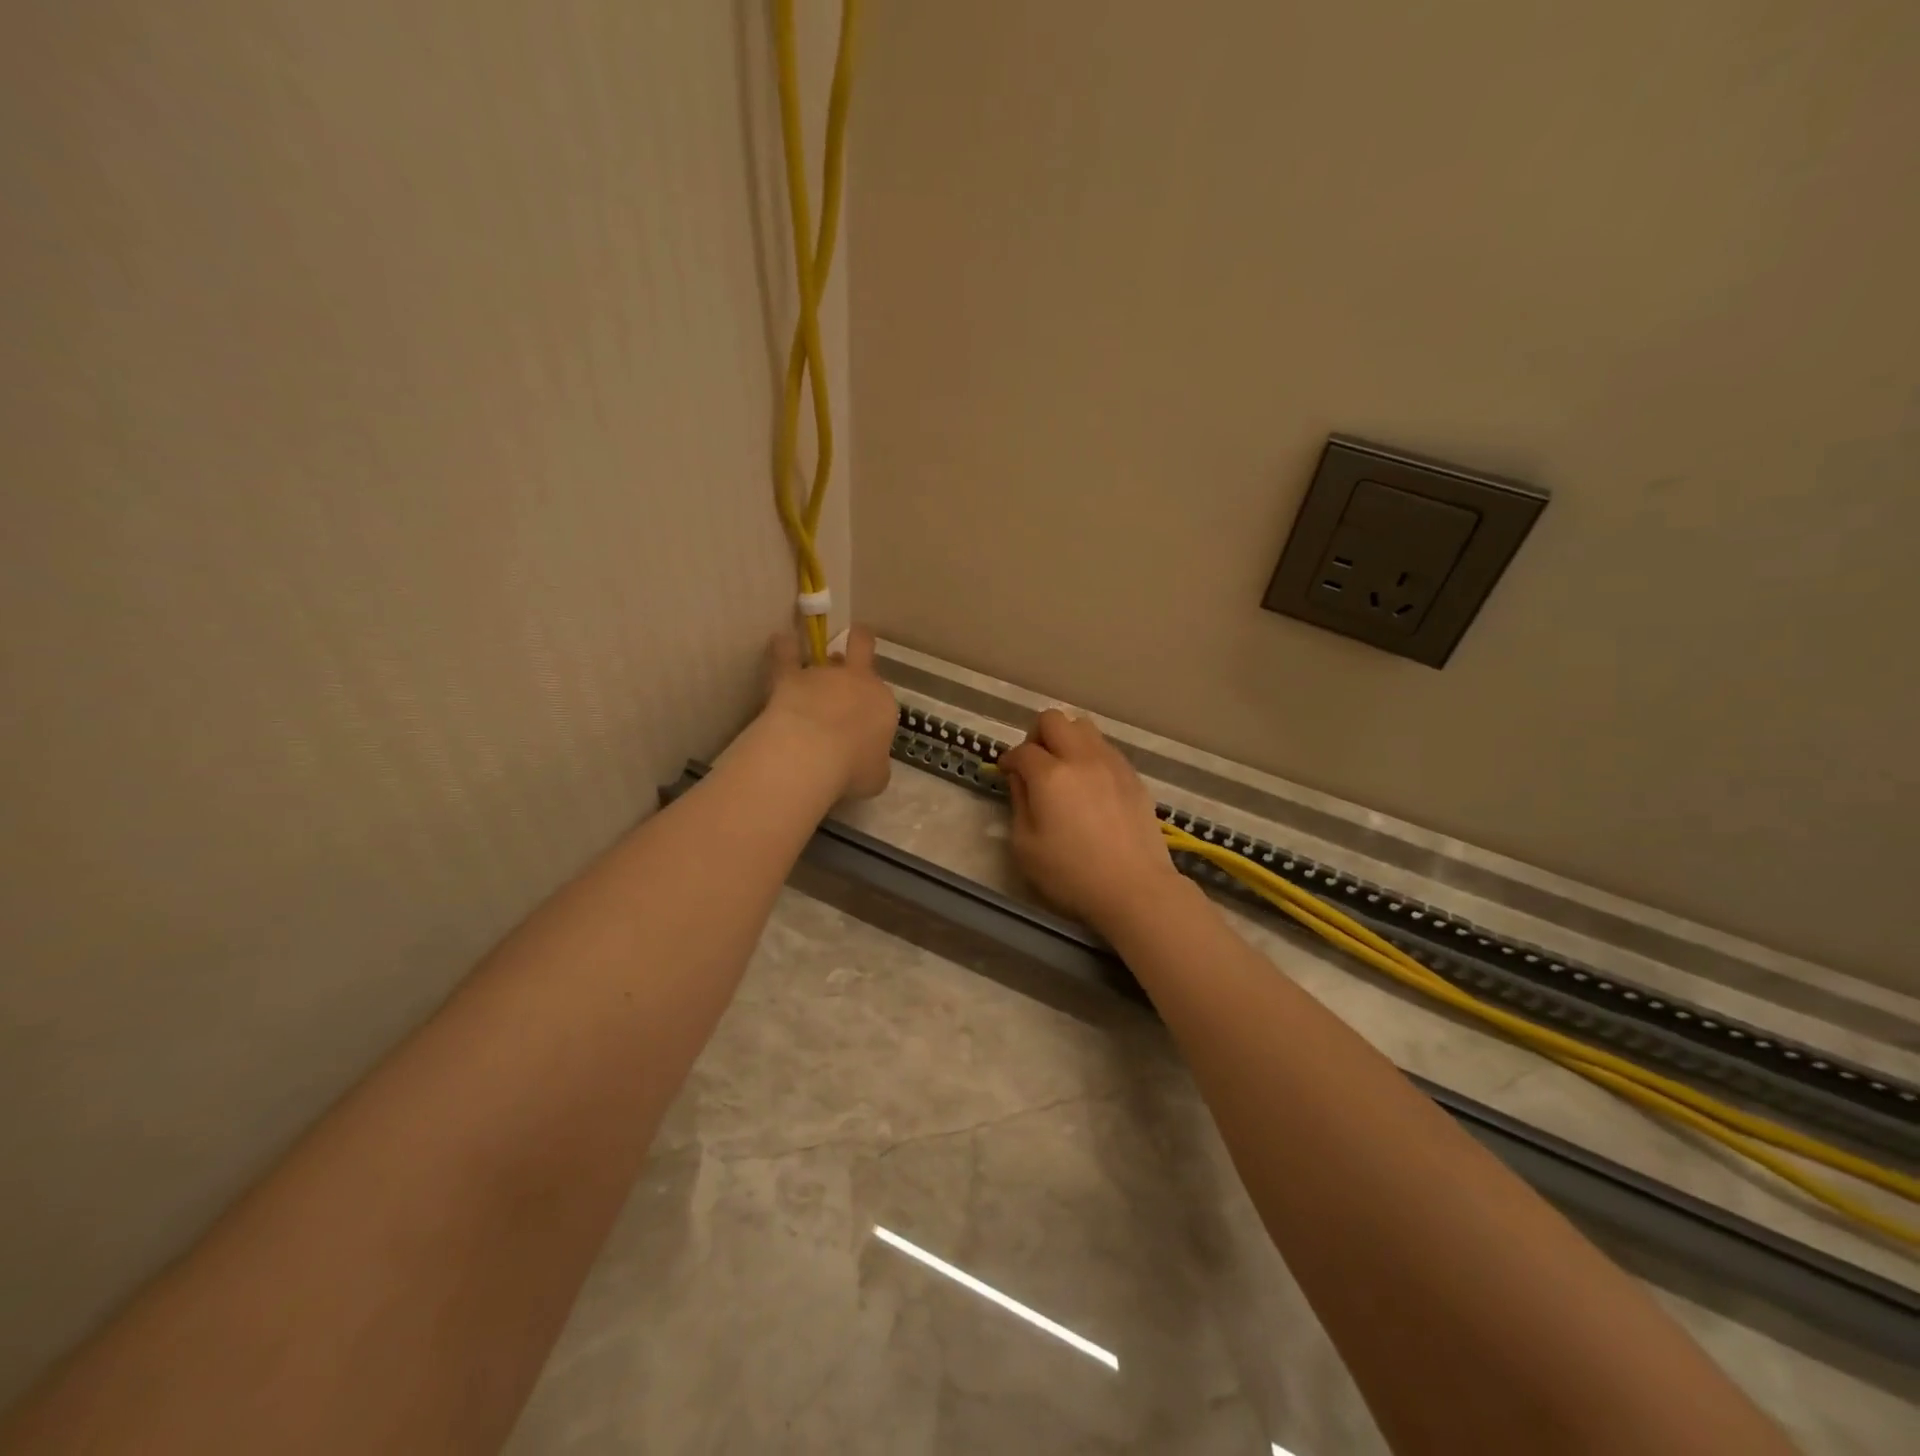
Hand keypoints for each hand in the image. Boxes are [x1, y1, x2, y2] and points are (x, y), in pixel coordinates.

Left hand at [760, 625, 896, 800]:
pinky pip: (785, 654)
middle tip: (855, 644)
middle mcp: (857, 682)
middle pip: (862, 649)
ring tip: (806, 661)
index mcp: (882, 705)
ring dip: (816, 659)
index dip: (872, 708)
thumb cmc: (852, 769)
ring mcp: (823, 675)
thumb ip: (874, 765)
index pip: (881, 700)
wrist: (812, 753)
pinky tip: (780, 641)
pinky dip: (783, 648)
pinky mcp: (790, 677)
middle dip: (860, 644)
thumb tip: (868, 765)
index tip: (862, 726)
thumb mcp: (875, 777)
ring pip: (822, 654)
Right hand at [999, 709, 1184, 930]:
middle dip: (1037, 735)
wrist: (1134, 888)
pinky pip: (1106, 748)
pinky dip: (1090, 755)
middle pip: (1054, 719)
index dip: (1009, 760)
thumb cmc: (1071, 874)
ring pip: (1084, 726)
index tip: (1006, 772)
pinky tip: (1090, 784)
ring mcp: (1111, 763)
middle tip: (1034, 762)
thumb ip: (1019, 803)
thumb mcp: (1026, 846)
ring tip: (1064, 768)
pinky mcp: (1133, 776)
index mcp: (1050, 775)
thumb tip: (1020, 778)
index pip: (1022, 750)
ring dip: (1067, 739)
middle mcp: (1081, 758)